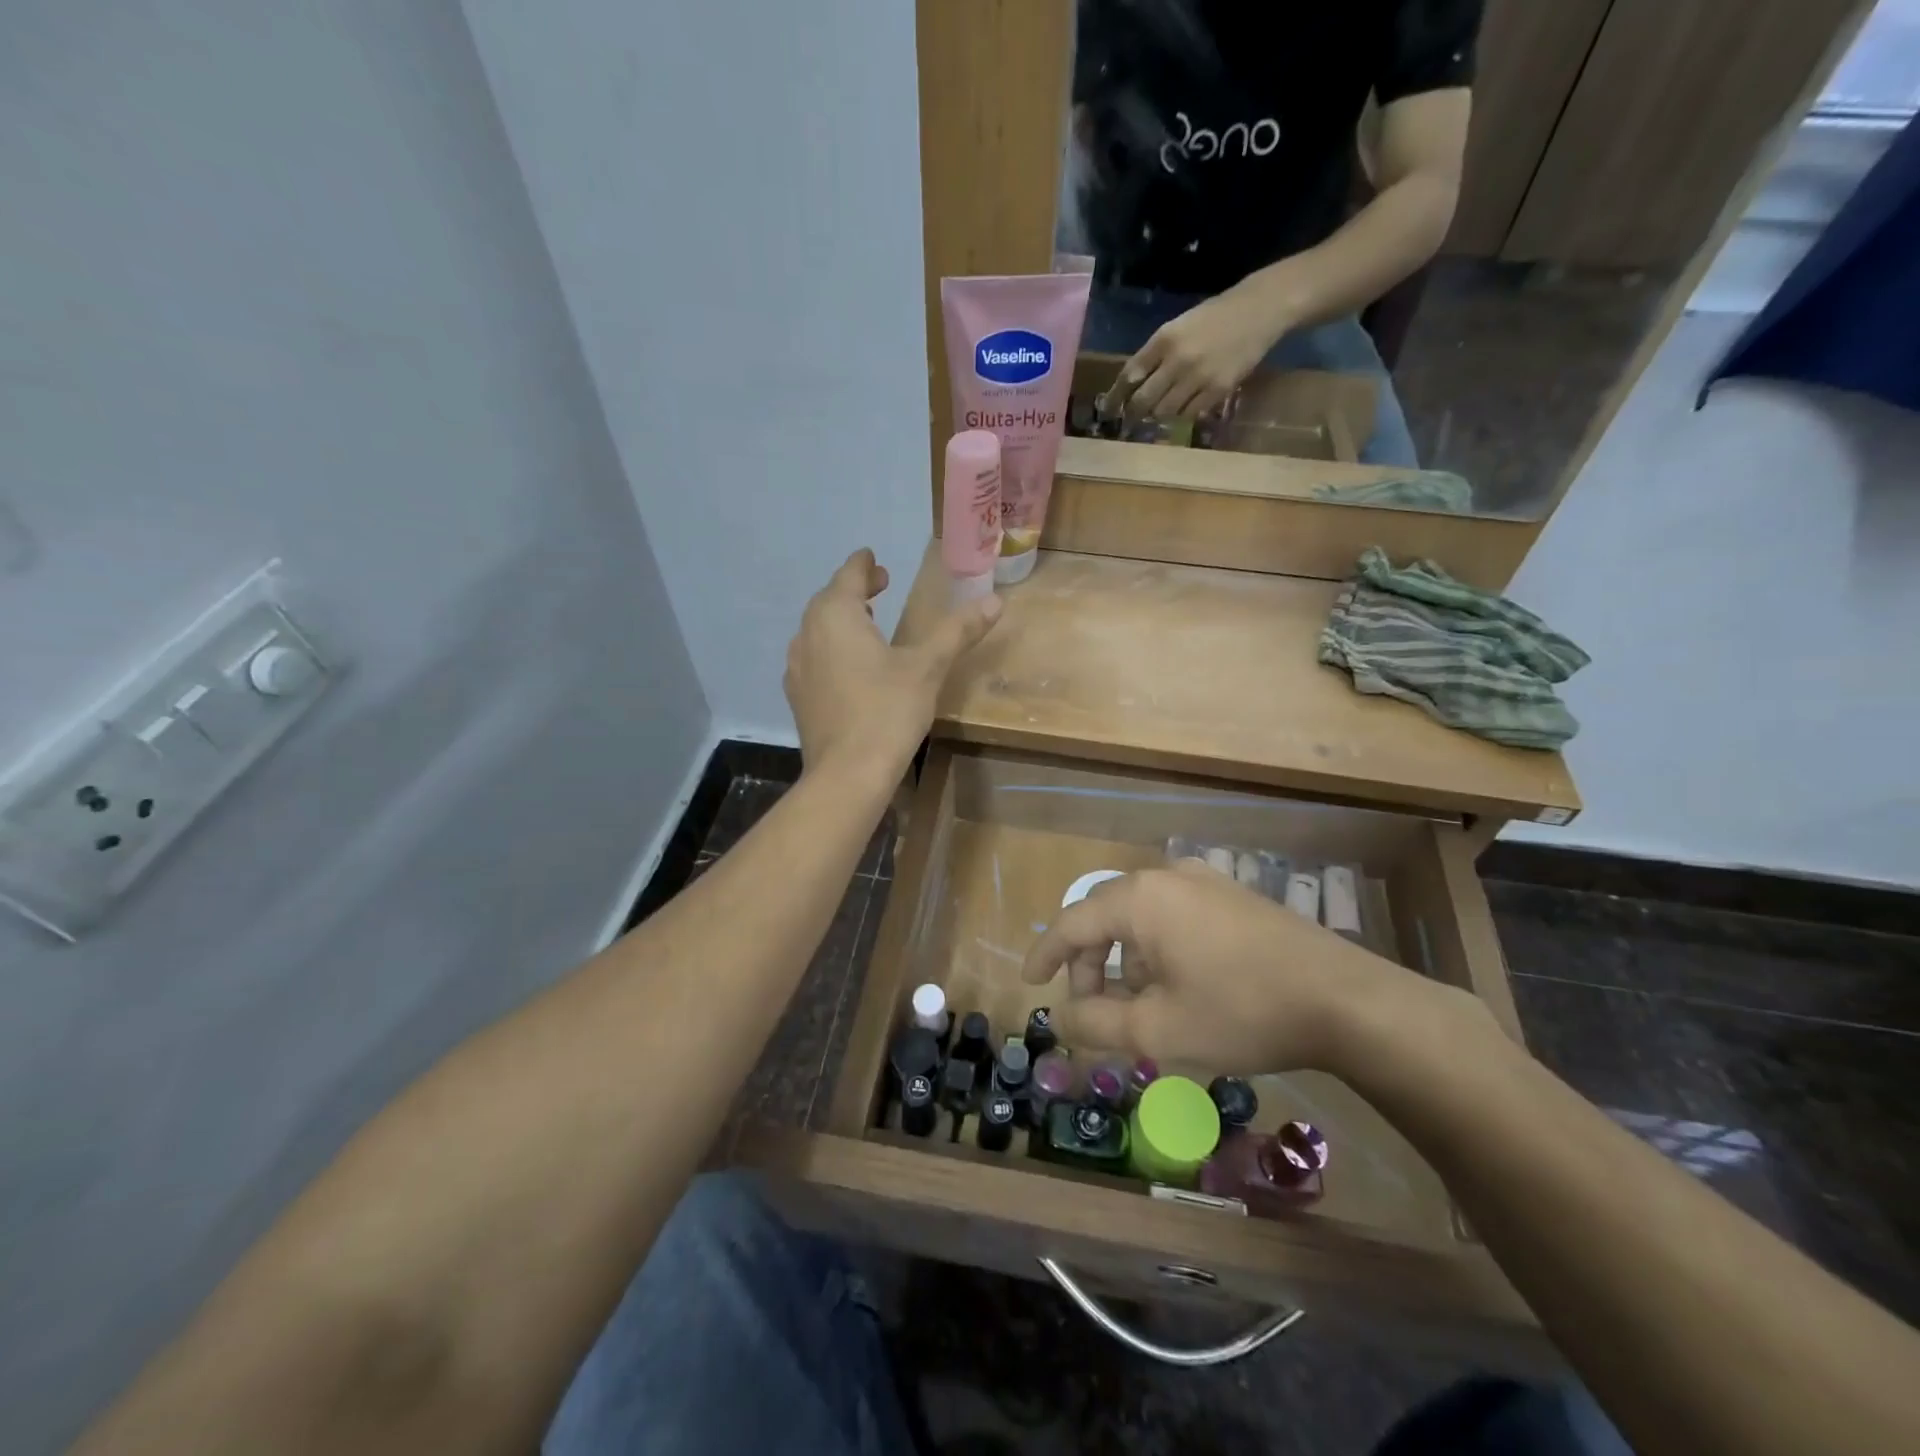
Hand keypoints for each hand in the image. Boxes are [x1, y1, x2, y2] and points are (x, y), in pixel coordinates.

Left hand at [785, 548, 1001, 781]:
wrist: (847, 773)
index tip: (873, 558)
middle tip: (879, 586)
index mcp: (836, 615)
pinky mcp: (798, 697)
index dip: (863, 564)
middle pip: (829, 600)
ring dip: (842, 620)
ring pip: (818, 630)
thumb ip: (958, 630)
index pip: (848, 575)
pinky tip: (850, 668)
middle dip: (854, 591)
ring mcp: (798, 667)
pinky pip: (815, 658)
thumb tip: (994, 600)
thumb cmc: (888, 710)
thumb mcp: (928, 666)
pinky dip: (833, 649)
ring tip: (867, 624)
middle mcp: (808, 634)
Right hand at [1021, 859, 1477, 1074]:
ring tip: (1137, 1006)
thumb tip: (1060, 1020)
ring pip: (1141, 916)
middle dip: (1089, 963)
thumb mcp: (1159, 1030)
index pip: (1073, 921)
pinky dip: (1157, 948)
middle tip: (1090, 1008)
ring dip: (1126, 959)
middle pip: (1106, 915)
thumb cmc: (1241, 1011)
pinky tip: (1177, 986)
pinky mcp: (1232, 895)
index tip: (1030, 983)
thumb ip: (1096, 1025)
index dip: (1046, 953)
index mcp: (1141, 899)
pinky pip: (1174, 915)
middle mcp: (1167, 876)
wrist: (1345, 1000)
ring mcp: (1205, 881)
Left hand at [1104, 287, 1284, 420]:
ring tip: (1159, 413)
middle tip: (1130, 420)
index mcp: (1164, 339)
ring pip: (1164, 411)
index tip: (1108, 409)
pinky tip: (1184, 409)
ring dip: (1158, 415)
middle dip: (1133, 414)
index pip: (1130, 374)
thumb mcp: (1179, 327)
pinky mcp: (1217, 390)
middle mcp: (1177, 359)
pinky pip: (1189, 414)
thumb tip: (1132, 385)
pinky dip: (1183, 415)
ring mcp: (1197, 377)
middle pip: (1143, 400)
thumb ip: (1156, 354)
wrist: (1259, 310)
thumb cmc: (1215, 317)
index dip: (1116, 396)